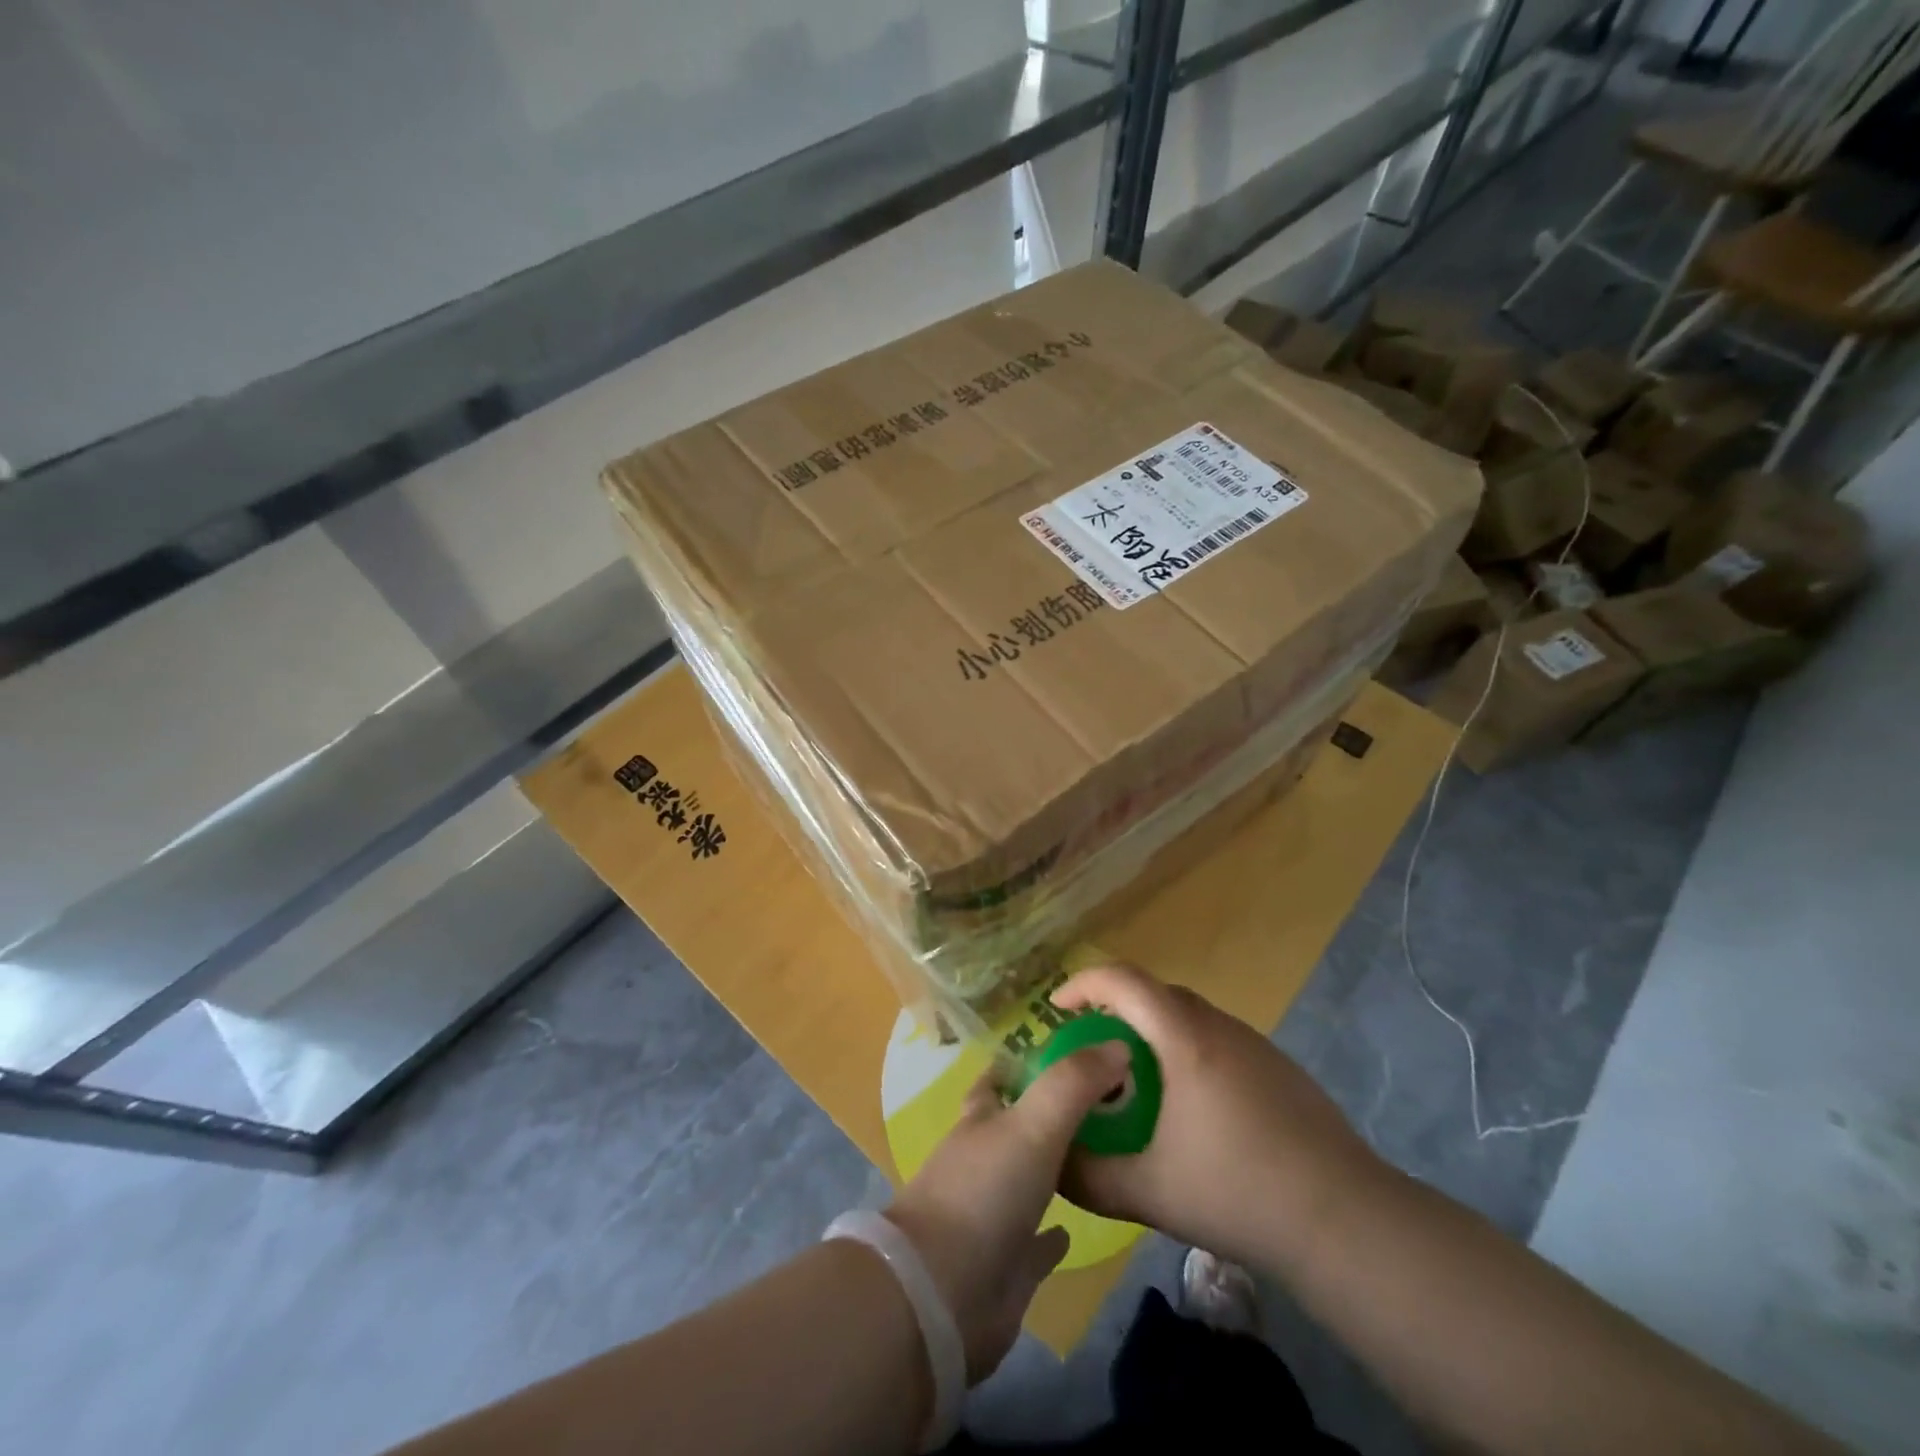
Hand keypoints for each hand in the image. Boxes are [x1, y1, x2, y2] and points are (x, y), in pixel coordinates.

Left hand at [885, 1042, 1129, 1382]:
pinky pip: (1035, 1243)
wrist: (944, 1294)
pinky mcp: (1006, 1266)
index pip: (998, 1080)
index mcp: (981, 1121)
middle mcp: (983, 1160)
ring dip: (1054, 1168)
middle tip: (1103, 1102)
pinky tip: (1076, 1228)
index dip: (1022, 1063)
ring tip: (1102, 1155)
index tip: (1063, 1052)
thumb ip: (1074, 1083)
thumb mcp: (1034, 1123)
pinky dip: (1053, 1234)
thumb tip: (1118, 1045)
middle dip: (1048, 1114)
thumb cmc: (985, 1191)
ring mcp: (992, 1213)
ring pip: (1027, 1180)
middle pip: (1016, 1128)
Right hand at [1054, 964, 1387, 1274]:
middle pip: (1154, 993)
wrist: (1347, 1219)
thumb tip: (1051, 1163)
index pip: (1123, 980)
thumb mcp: (1148, 1192)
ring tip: (1136, 1081)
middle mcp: (1218, 1026)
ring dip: (1152, 1032)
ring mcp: (1254, 1044)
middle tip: (1091, 1051)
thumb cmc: (1238, 1192)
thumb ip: (1088, 1177)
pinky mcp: (1278, 1067)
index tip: (1056, 1008)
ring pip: (1188, 1016)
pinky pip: (1216, 1039)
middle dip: (1114, 1010)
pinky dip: (1186, 1051)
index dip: (1083, 983)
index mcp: (1183, 1038)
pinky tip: (1191, 1108)